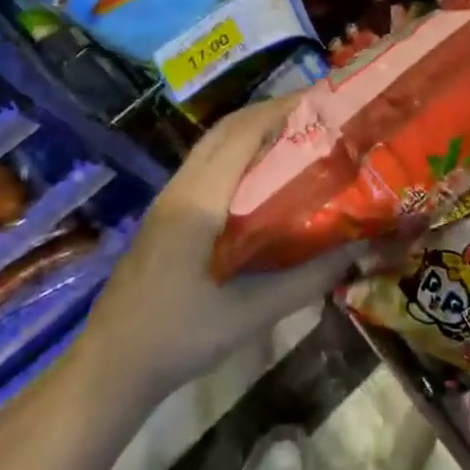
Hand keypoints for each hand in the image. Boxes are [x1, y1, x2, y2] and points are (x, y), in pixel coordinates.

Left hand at [83, 96, 353, 405]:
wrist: (109, 368)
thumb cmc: (178, 339)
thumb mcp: (249, 315)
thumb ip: (306, 279)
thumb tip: (360, 249)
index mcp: (199, 201)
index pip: (243, 134)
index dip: (281, 110)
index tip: (322, 101)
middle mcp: (181, 187)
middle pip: (227, 129)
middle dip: (271, 112)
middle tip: (318, 113)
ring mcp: (169, 199)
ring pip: (213, 144)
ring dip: (253, 129)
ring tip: (297, 133)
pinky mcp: (166, 213)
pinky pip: (206, 163)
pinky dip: (237, 151)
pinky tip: (262, 173)